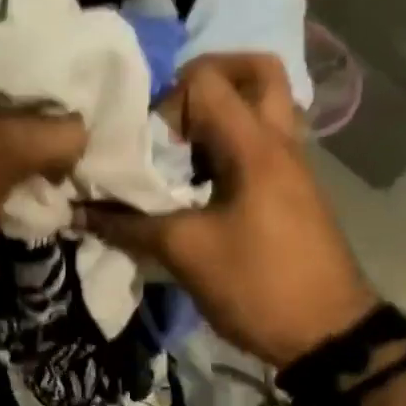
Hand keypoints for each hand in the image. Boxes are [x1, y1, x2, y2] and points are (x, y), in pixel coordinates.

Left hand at [0, 62, 86, 309]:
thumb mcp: (3, 151)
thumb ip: (54, 133)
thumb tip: (82, 134)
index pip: (19, 64)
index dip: (60, 82)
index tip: (99, 104)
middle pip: (14, 109)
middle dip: (52, 128)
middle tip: (94, 145)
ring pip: (5, 149)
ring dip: (37, 164)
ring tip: (78, 174)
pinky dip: (16, 190)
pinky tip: (47, 201)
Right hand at [83, 54, 376, 366]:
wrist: (328, 335)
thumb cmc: (257, 284)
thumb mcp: (184, 253)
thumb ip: (127, 225)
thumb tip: (77, 210)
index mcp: (255, 147)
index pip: (208, 82)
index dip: (166, 100)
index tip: (147, 144)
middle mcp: (279, 142)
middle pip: (257, 71)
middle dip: (208, 77)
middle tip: (171, 111)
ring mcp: (291, 165)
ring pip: (262, 106)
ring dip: (219, 113)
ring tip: (177, 148)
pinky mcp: (290, 190)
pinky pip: (260, 142)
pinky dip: (227, 143)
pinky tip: (195, 182)